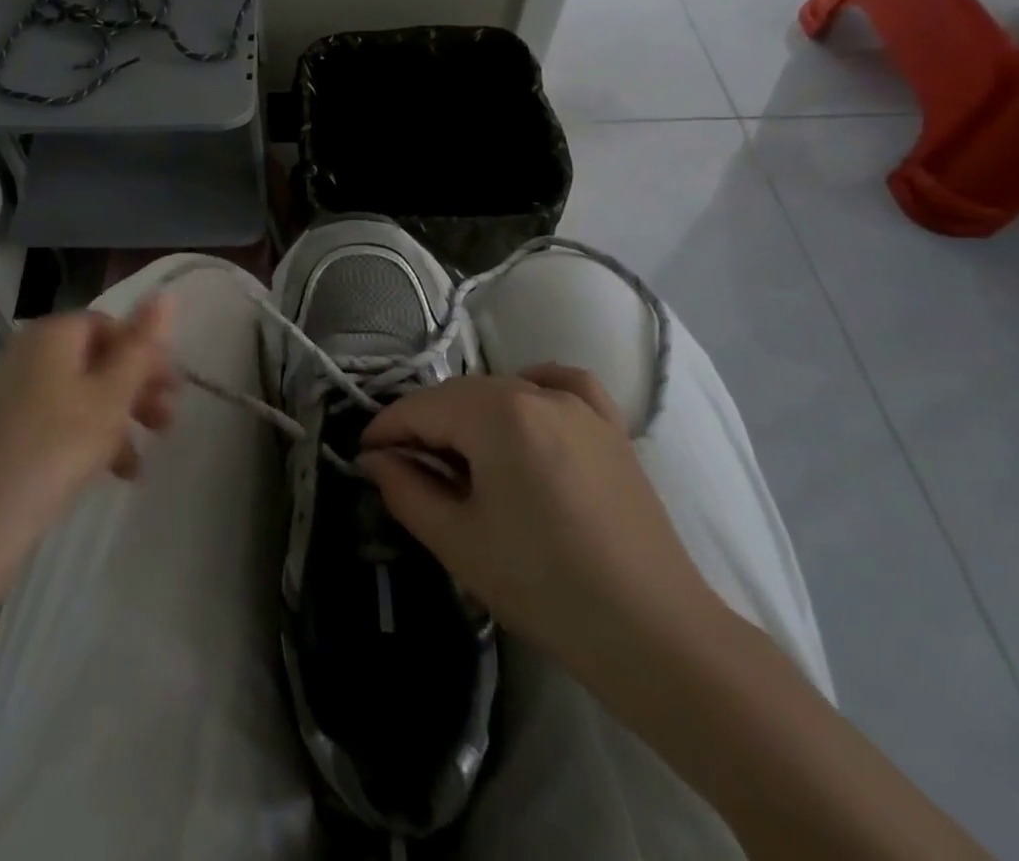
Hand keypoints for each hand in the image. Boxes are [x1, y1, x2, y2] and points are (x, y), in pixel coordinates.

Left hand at [0, 299, 176, 586]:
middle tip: (166, 423)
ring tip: (139, 464)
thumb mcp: (112, 396)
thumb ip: (142, 346)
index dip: (145, 353)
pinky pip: (53, 420)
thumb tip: (166, 293)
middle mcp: (25, 353)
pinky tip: (108, 475)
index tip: (173, 389)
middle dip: (135, 390)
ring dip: (116, 420)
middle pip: (94, 360)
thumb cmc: (56, 449)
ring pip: (77, 395)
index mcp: (51, 335)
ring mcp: (7, 393)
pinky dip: (85, 438)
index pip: (109, 325)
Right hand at [359, 364, 721, 693]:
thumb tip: (374, 458)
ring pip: (502, 390)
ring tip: (460, 459)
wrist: (654, 633)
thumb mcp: (458, 541)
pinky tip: (524, 409)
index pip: (421, 408)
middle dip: (424, 426)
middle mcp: (535, 393)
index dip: (386, 431)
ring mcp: (579, 405)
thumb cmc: (544, 586)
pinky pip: (561, 384)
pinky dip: (532, 388)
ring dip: (469, 415)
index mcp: (496, 415)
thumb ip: (404, 489)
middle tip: (406, 469)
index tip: (364, 457)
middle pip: (458, 395)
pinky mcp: (610, 425)